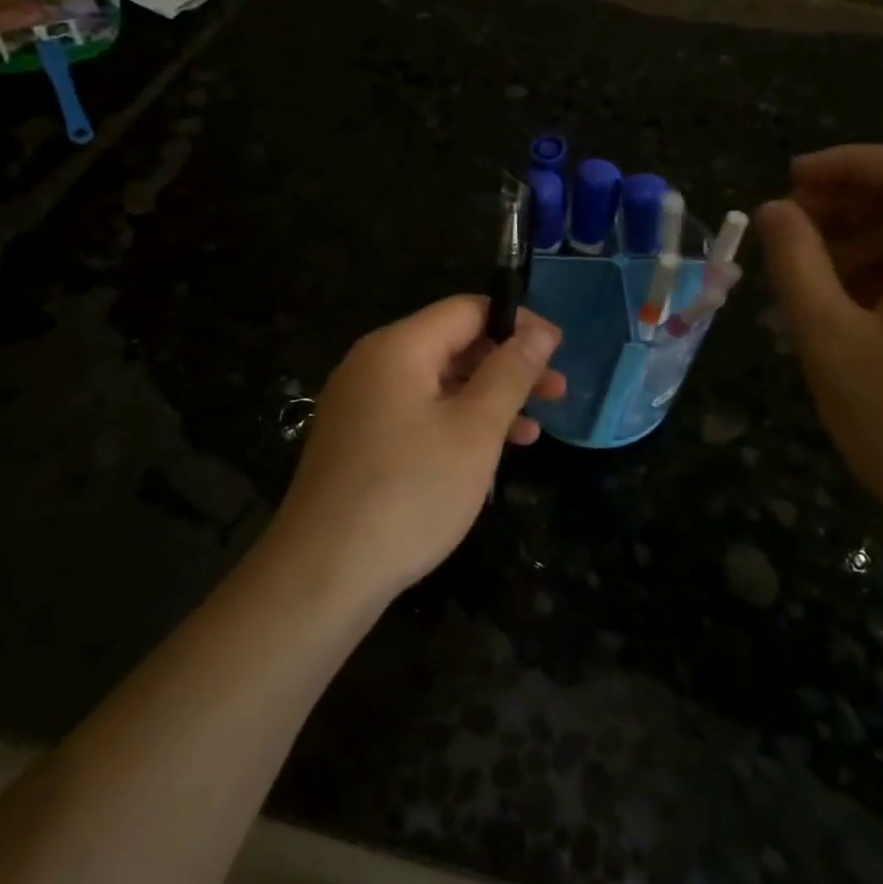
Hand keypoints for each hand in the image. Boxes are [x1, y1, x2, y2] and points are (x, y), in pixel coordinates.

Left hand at [275, 296, 564, 598]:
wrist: (323, 573)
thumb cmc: (410, 492)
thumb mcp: (474, 430)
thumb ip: (510, 374)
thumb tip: (538, 333)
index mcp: (397, 348)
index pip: (466, 310)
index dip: (517, 323)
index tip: (559, 349)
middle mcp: (373, 365)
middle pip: (451, 345)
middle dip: (507, 364)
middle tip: (557, 391)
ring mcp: (360, 405)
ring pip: (436, 384)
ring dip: (487, 399)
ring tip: (534, 428)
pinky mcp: (358, 441)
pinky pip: (416, 414)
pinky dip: (456, 424)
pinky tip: (489, 453)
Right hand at [756, 146, 882, 547]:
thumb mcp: (829, 338)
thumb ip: (797, 264)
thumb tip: (774, 210)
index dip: (848, 163)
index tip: (789, 181)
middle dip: (845, 207)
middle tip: (783, 232)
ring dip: (855, 248)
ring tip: (797, 283)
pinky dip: (878, 283)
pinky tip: (836, 317)